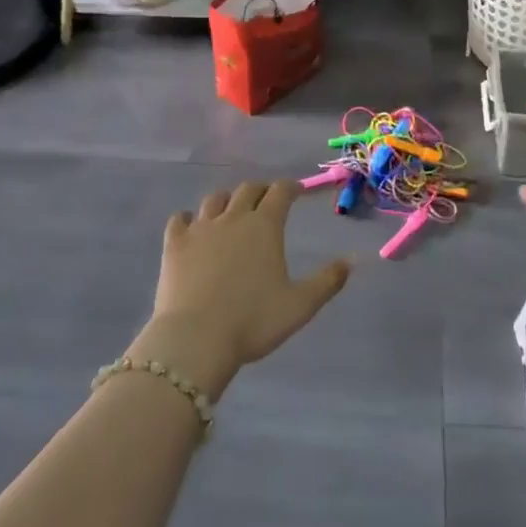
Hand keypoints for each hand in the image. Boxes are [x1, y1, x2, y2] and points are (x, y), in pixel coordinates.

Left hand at [128, 180, 349, 399]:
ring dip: (227, 200)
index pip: (280, 192)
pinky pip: (180, 219)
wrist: (196, 339)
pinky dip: (188, 218)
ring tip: (231, 210)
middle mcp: (233, 217)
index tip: (297, 190)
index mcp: (264, 226)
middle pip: (248, 189)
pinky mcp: (174, 244)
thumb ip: (328, 281)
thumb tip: (351, 260)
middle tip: (267, 200)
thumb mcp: (300, 305)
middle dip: (261, 190)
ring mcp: (200, 228)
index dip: (290, 187)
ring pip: (215, 199)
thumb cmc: (253, 321)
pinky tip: (191, 226)